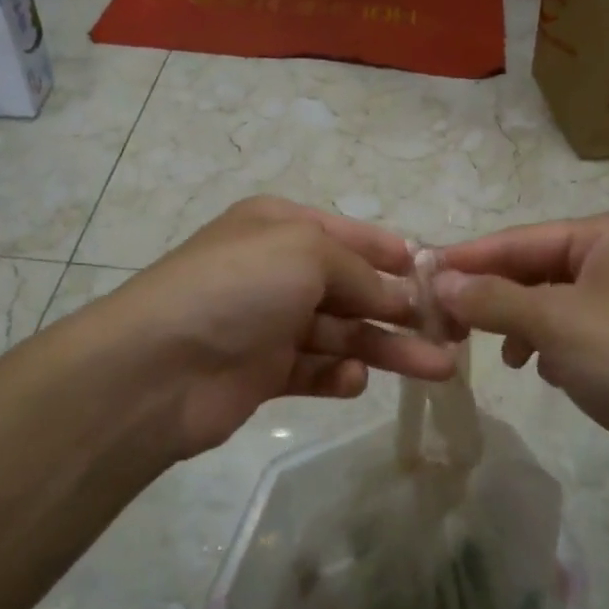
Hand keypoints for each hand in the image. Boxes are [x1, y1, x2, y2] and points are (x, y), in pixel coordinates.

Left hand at [89, 197, 456, 456]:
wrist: (157, 367)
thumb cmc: (238, 287)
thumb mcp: (307, 253)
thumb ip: (361, 272)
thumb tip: (400, 294)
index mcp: (280, 227)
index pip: (350, 234)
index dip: (393, 252)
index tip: (438, 273)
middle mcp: (276, 270)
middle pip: (352, 287)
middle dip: (399, 307)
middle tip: (450, 331)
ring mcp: (269, 323)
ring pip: (341, 333)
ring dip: (385, 347)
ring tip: (437, 367)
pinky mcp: (262, 372)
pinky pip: (313, 371)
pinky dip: (338, 376)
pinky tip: (354, 381)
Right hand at [432, 212, 608, 503]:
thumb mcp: (556, 324)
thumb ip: (492, 299)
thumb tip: (439, 282)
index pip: (523, 238)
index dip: (470, 258)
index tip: (421, 275)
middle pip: (538, 268)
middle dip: (493, 295)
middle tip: (442, 320)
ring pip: (554, 302)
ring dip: (519, 323)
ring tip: (496, 352)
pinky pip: (576, 331)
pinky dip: (550, 345)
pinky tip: (538, 368)